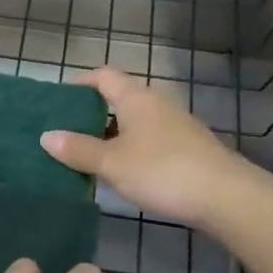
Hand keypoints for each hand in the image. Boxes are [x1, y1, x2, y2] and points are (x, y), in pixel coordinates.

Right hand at [41, 67, 272, 229]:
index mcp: (135, 97)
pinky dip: (132, 147)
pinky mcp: (189, 147)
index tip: (59, 101)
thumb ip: (78, 150)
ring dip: (112, 133)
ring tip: (89, 155)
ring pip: (135, 120)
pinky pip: (150, 138)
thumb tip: (46, 136)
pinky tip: (124, 172)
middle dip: (92, 112)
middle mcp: (156, 102)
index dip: (79, 83)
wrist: (225, 196)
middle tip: (67, 132)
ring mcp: (176, 124)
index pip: (103, 76)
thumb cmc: (162, 171)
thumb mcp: (112, 163)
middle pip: (119, 97)